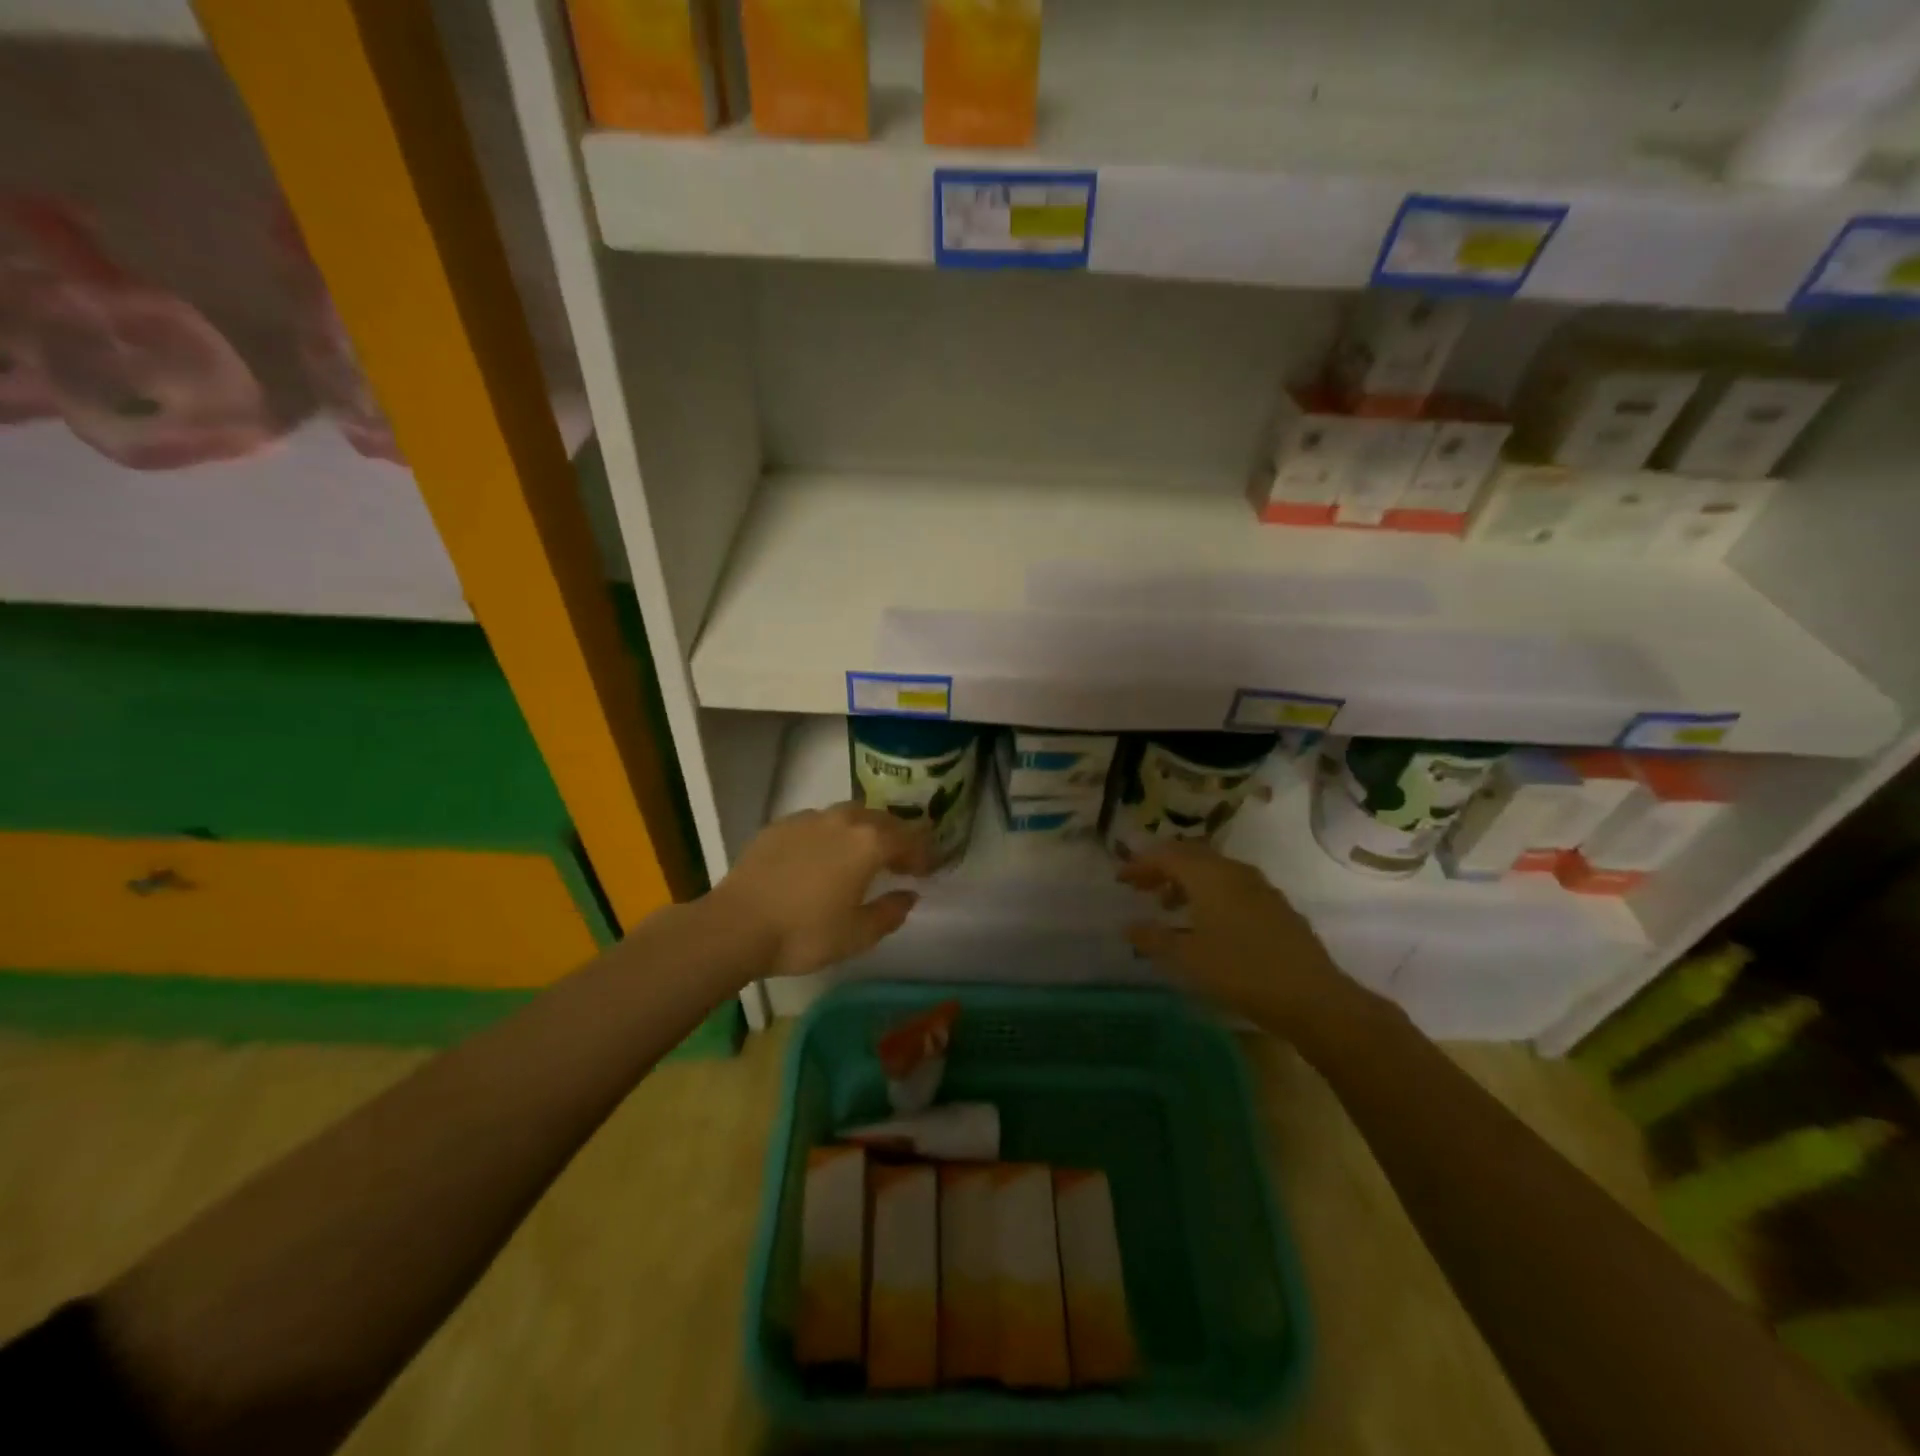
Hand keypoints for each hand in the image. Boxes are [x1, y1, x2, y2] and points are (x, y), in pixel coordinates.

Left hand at [715, 801, 933, 976]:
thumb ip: (890, 912)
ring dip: (864, 829)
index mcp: (868, 843)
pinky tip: (822, 854)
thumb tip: (908, 896)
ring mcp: (808, 819)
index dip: (923, 852)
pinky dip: (831, 833)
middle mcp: (843, 821)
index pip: (909, 838)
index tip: (927, 870)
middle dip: (897, 837)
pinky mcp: (780, 825)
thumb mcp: (857, 935)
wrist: (736, 926)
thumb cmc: (804, 934)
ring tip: (862, 853)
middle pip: (881, 819)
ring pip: (848, 814)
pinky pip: (817, 821)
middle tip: (900, 860)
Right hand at [1118, 841, 1354, 1033]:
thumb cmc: (1241, 972)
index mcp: (1209, 876)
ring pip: (1213, 870)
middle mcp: (1234, 871)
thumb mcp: (1188, 959)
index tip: (1120, 879)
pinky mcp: (1275, 905)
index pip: (1167, 855)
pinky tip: (1206, 922)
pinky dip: (1209, 893)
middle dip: (1162, 868)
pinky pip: (1231, 885)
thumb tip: (1129, 927)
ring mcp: (1259, 886)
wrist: (1312, 997)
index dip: (1140, 864)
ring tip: (1168, 906)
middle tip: (1140, 887)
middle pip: (1190, 856)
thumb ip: (1154, 940)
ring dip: (1186, 881)